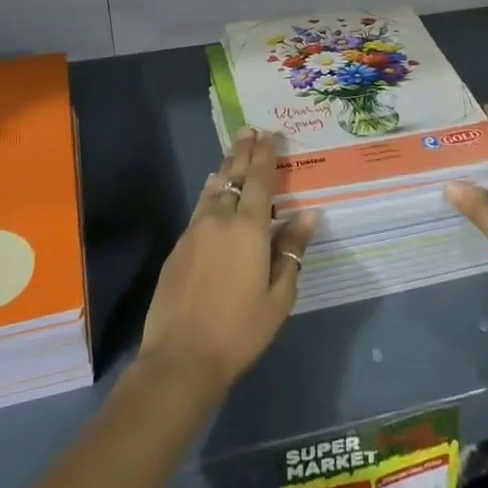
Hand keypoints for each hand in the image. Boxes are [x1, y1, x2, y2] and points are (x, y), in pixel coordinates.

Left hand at [138, 127, 316, 395]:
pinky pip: (199, 208)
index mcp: (248, 227)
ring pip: (212, 190)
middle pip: (232, 176)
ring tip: (233, 154)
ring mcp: (194, 231)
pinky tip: (213, 194)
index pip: (258, 179)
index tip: (269, 134)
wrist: (182, 357)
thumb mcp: (279, 295)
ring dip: (225, 169)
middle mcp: (219, 219)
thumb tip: (308, 215)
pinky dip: (210, 193)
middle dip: (242, 151)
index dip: (265, 154)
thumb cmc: (240, 329)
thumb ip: (292, 250)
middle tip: (249, 130)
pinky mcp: (178, 247)